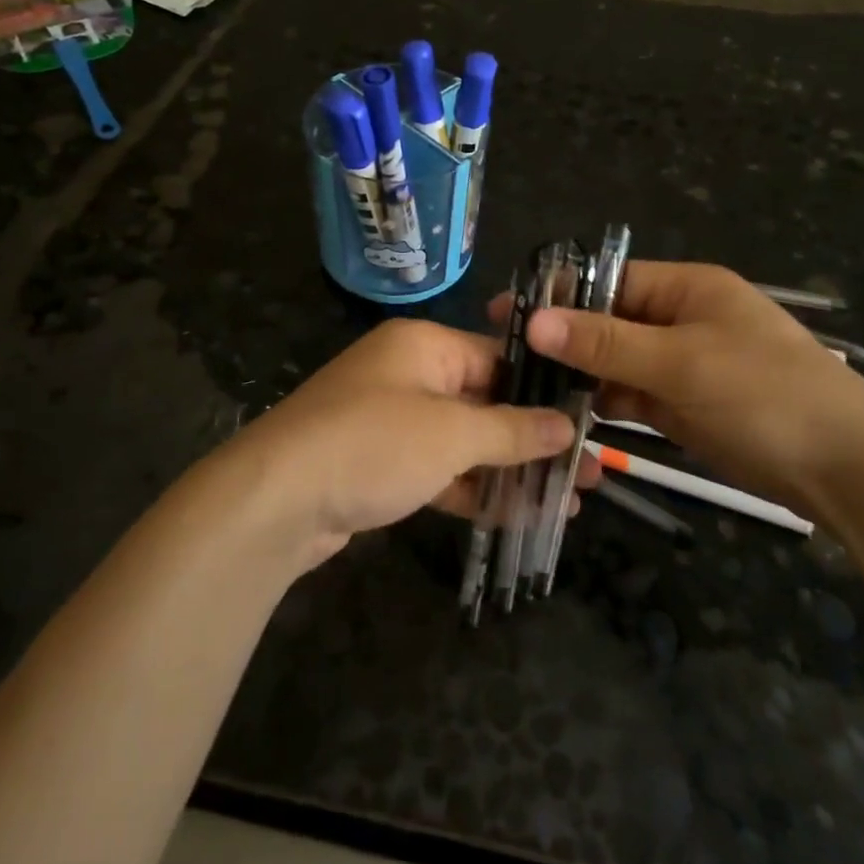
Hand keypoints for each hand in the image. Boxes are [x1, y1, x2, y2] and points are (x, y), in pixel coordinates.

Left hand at [224, 320, 577, 568]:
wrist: (274, 501)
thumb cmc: (373, 445)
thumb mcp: (451, 434)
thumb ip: (512, 430)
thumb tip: (566, 425)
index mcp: (424, 346)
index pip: (499, 358)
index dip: (545, 390)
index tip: (589, 421)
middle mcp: (408, 374)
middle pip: (485, 403)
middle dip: (535, 439)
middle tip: (588, 473)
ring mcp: (391, 421)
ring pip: (463, 442)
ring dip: (509, 471)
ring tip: (566, 502)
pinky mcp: (379, 465)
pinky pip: (437, 470)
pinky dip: (471, 490)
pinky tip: (515, 517)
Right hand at [497, 261, 863, 502]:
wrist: (848, 472)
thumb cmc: (766, 395)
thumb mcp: (682, 363)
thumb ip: (606, 342)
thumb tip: (533, 320)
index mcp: (686, 288)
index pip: (607, 281)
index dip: (558, 295)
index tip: (504, 315)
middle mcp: (680, 319)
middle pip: (607, 322)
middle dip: (562, 339)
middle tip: (503, 359)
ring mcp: (682, 365)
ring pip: (615, 363)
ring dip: (578, 375)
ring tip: (522, 389)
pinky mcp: (684, 406)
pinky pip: (631, 396)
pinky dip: (602, 404)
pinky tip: (563, 416)